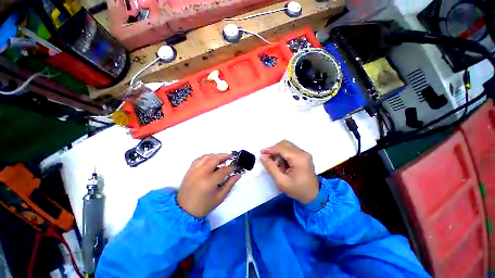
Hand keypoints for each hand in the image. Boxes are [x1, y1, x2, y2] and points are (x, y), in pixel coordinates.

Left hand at [177, 154, 240, 217]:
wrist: (184, 210)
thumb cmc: (204, 205)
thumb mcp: (220, 197)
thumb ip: (230, 184)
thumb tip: (238, 174)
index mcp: (209, 182)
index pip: (224, 170)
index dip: (232, 167)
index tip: (237, 166)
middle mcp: (201, 173)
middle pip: (214, 159)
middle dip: (224, 156)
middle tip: (231, 156)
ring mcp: (194, 170)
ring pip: (206, 156)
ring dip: (216, 155)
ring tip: (223, 157)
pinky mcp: (189, 170)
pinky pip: (199, 159)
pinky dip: (207, 157)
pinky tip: (211, 159)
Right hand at [260, 140, 318, 203]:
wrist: (313, 195)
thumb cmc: (297, 190)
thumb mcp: (281, 181)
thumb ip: (271, 167)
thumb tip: (262, 156)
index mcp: (299, 159)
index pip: (282, 148)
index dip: (270, 149)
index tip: (261, 152)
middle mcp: (303, 153)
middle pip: (285, 144)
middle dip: (274, 149)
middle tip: (267, 158)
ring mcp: (304, 153)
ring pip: (287, 145)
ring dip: (278, 150)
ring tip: (274, 161)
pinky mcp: (303, 155)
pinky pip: (290, 149)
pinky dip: (283, 153)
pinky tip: (281, 162)